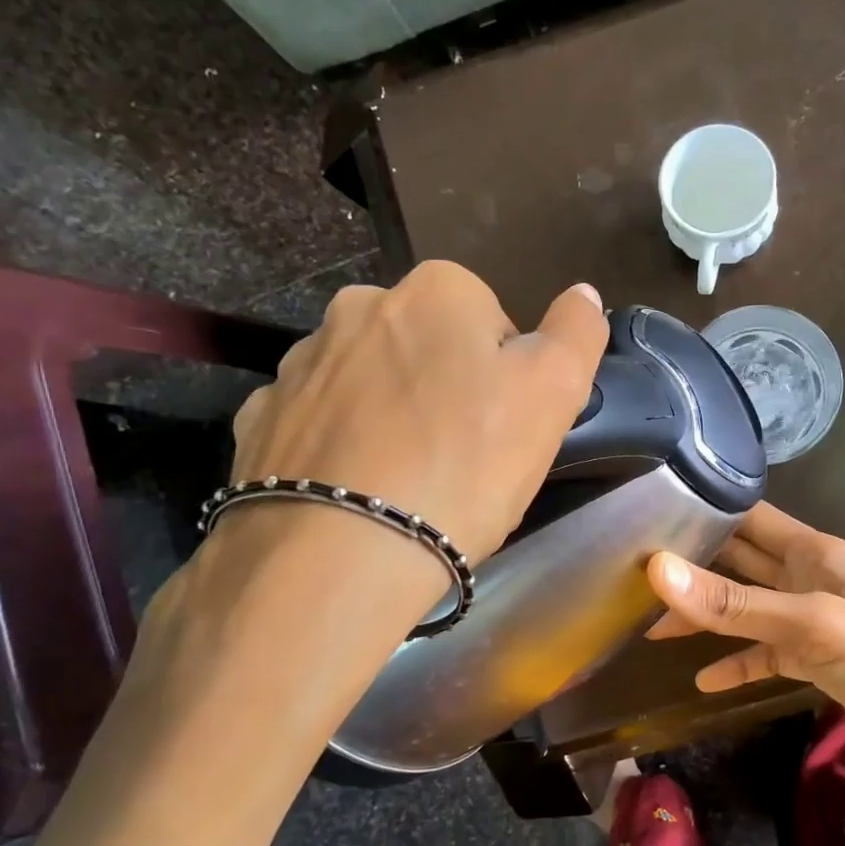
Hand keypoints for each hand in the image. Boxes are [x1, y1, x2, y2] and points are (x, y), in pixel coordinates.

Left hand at [228, 262, 606, 565]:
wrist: (338, 555)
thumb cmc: (466, 466)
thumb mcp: (553, 394)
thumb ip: (577, 332)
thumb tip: (584, 294)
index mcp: (436, 291)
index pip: (493, 322)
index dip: (508, 379)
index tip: (505, 431)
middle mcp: (359, 307)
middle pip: (428, 348)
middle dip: (447, 390)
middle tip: (461, 459)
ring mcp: (300, 363)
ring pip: (371, 383)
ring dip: (392, 417)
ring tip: (407, 483)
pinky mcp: (260, 418)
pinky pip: (320, 422)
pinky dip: (340, 446)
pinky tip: (355, 491)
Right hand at [645, 503, 844, 823]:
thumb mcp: (811, 627)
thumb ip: (735, 602)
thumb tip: (656, 569)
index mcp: (814, 552)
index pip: (747, 517)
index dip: (701, 511)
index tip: (645, 517)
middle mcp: (811, 577)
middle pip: (741, 562)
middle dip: (693, 565)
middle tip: (632, 573)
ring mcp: (816, 620)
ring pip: (748, 608)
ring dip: (707, 615)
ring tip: (651, 626)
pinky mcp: (821, 662)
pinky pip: (768, 654)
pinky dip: (737, 662)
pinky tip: (703, 681)